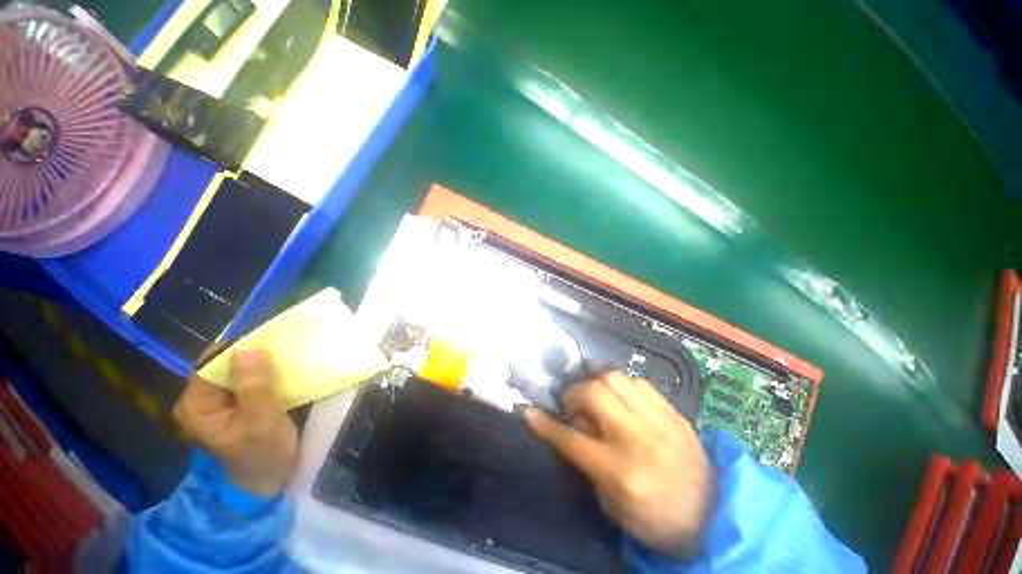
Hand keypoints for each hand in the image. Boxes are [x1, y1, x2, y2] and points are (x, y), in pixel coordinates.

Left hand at [174, 347, 298, 495]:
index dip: (242, 348)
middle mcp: (200, 399)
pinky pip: (246, 378)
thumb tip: (247, 347)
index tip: (274, 341)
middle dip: (254, 354)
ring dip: (262, 362)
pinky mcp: (233, 403)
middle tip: (287, 350)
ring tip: (288, 357)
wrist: (267, 481)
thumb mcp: (262, 422)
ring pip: (237, 369)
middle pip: (224, 363)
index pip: (213, 363)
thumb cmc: (264, 454)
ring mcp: (216, 401)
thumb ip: (254, 386)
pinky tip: (282, 371)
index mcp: (196, 405)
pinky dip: (265, 371)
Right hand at [524, 372, 711, 554]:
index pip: (571, 439)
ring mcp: (657, 419)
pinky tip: (623, 400)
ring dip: (597, 385)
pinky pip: (637, 381)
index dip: (546, 424)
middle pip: (594, 393)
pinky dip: (622, 386)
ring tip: (598, 400)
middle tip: (574, 406)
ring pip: (614, 378)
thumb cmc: (657, 519)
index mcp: (620, 471)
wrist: (714, 514)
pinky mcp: (672, 410)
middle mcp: (636, 438)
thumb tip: (572, 426)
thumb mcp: (613, 505)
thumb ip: (588, 463)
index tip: (528, 411)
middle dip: (574, 394)